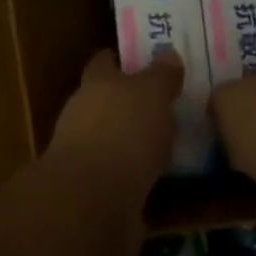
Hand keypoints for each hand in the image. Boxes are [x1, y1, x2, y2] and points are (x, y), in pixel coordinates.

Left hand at [49, 49, 183, 191]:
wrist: (93, 201)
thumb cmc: (123, 131)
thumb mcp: (152, 93)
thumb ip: (161, 75)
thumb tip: (168, 54)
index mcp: (95, 84)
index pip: (104, 62)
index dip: (119, 59)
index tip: (141, 59)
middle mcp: (84, 115)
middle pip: (108, 101)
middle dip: (132, 102)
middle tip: (167, 102)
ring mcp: (86, 155)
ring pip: (116, 139)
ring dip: (136, 141)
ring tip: (172, 142)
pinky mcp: (95, 191)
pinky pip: (123, 174)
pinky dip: (139, 173)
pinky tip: (163, 176)